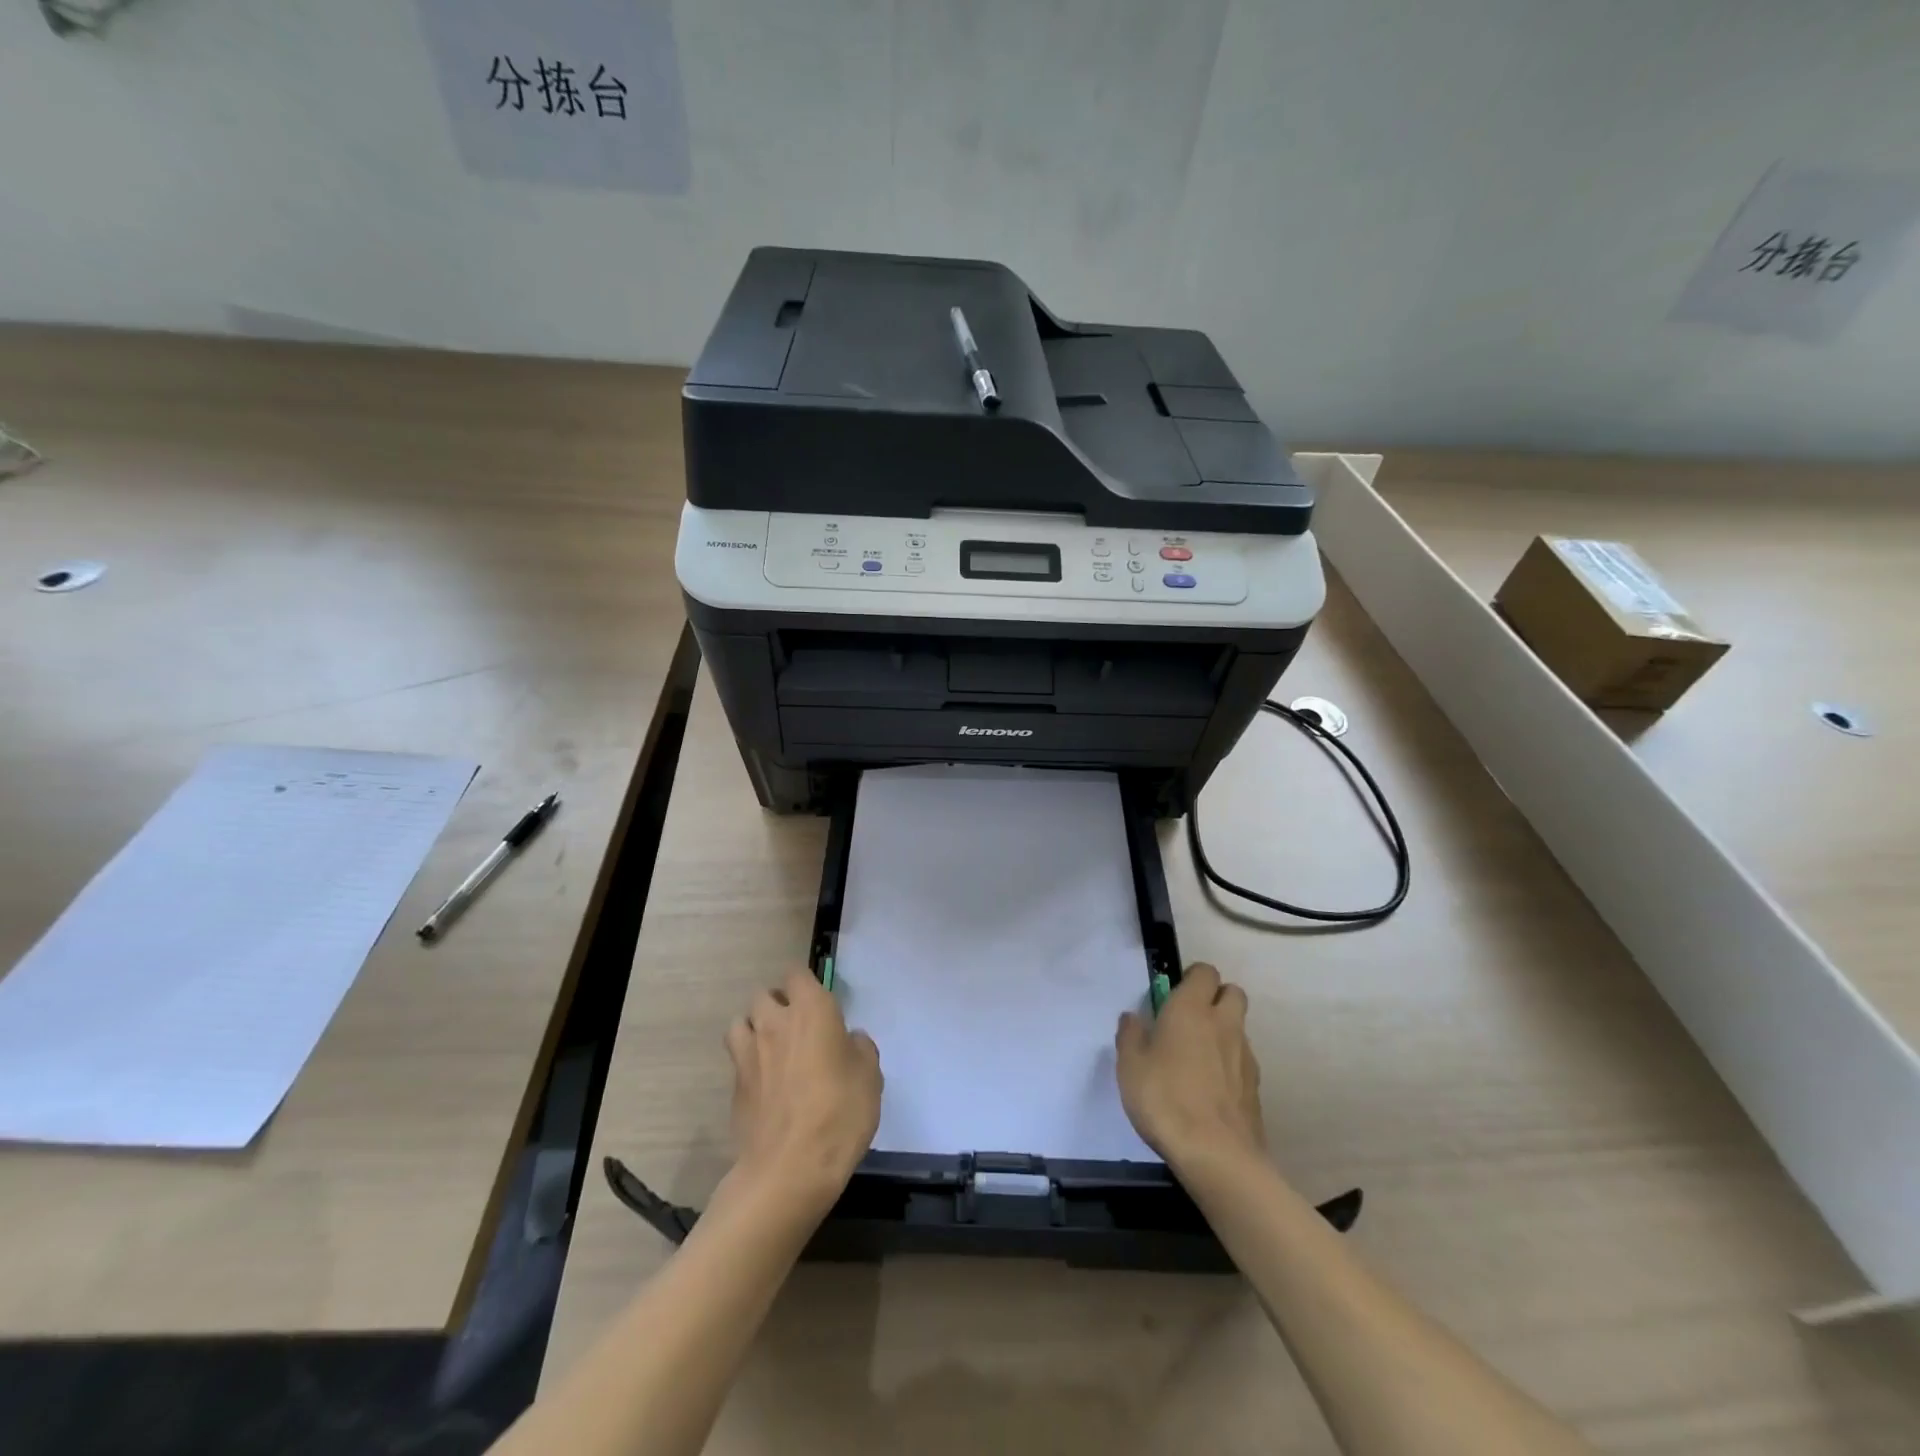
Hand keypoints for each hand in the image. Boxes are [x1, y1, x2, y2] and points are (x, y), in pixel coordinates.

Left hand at [724, 969, 881, 1214]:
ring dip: (754, 1028)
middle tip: (796, 1027)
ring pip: (741, 1022)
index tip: (819, 1003)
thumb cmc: (840, 1113)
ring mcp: (748, 1053)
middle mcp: (775, 1022)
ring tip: (772, 1049)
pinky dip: (748, 1063)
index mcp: (812, 1010)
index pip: (798, 974)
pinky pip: (737, 1059)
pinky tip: (764, 1084)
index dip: (806, 985)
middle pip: (764, 995)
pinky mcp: (734, 1085)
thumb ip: (859, 1048)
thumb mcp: (870, 1077)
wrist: (789, 1169)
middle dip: (777, 1004)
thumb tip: (849, 1041)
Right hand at [1116, 963, 1267, 1175]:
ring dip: (1223, 1032)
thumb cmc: (1165, 1099)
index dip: (1192, 978)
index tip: (1173, 994)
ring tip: (1197, 1060)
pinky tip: (1210, 1089)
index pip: (1204, 972)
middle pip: (1233, 992)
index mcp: (1191, 1009)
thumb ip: (1130, 1036)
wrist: (1217, 1155)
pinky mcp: (1255, 1087)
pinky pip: (1242, 1060)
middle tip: (1190, 1020)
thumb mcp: (1130, 1066)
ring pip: (1239, 1028)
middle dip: (1216, 997)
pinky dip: (1229, 1064)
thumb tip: (1133, 1018)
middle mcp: (1223, 1024)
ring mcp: (1244, 1055)